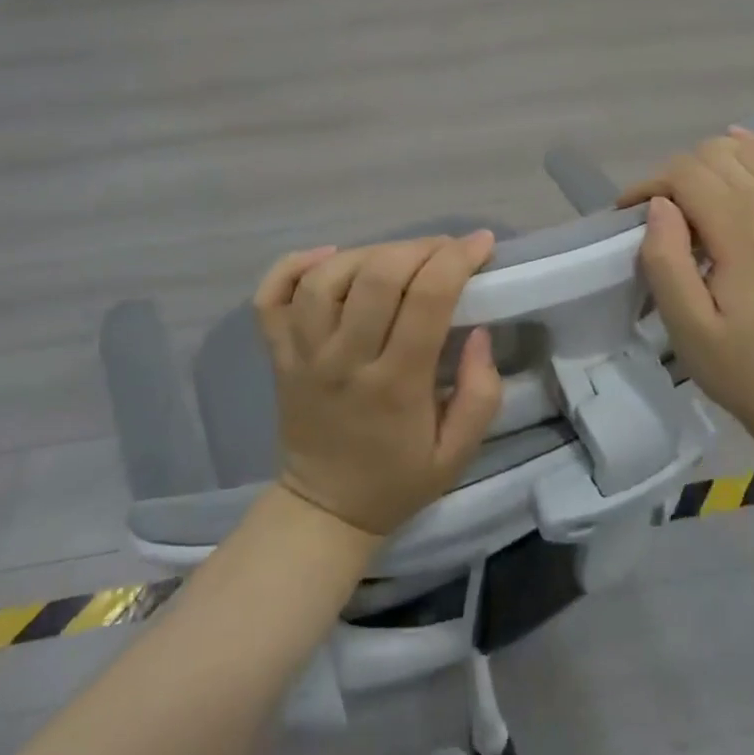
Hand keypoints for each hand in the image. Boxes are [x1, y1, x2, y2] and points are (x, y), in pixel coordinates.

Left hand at [254, 233, 502, 537]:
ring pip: (325, 280)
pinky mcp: (277, 354)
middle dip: (419, 248)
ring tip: (396, 258)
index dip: (457, 259)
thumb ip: (481, 394)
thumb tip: (480, 331)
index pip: (426, 300)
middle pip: (376, 278)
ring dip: (368, 253)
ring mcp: (303, 355)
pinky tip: (328, 256)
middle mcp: (344, 362)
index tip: (482, 244)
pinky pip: (271, 297)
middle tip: (445, 250)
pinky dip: (294, 265)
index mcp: (396, 387)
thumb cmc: (398, 479)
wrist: (324, 510)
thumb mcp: (458, 454)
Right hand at [619, 128, 753, 448]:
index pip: (686, 174)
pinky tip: (736, 150)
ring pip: (745, 152)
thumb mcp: (687, 327)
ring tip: (687, 200)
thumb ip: (666, 261)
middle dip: (673, 175)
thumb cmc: (740, 368)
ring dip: (707, 162)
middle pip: (713, 156)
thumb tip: (658, 205)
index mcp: (742, 235)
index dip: (649, 184)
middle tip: (655, 218)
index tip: (626, 215)